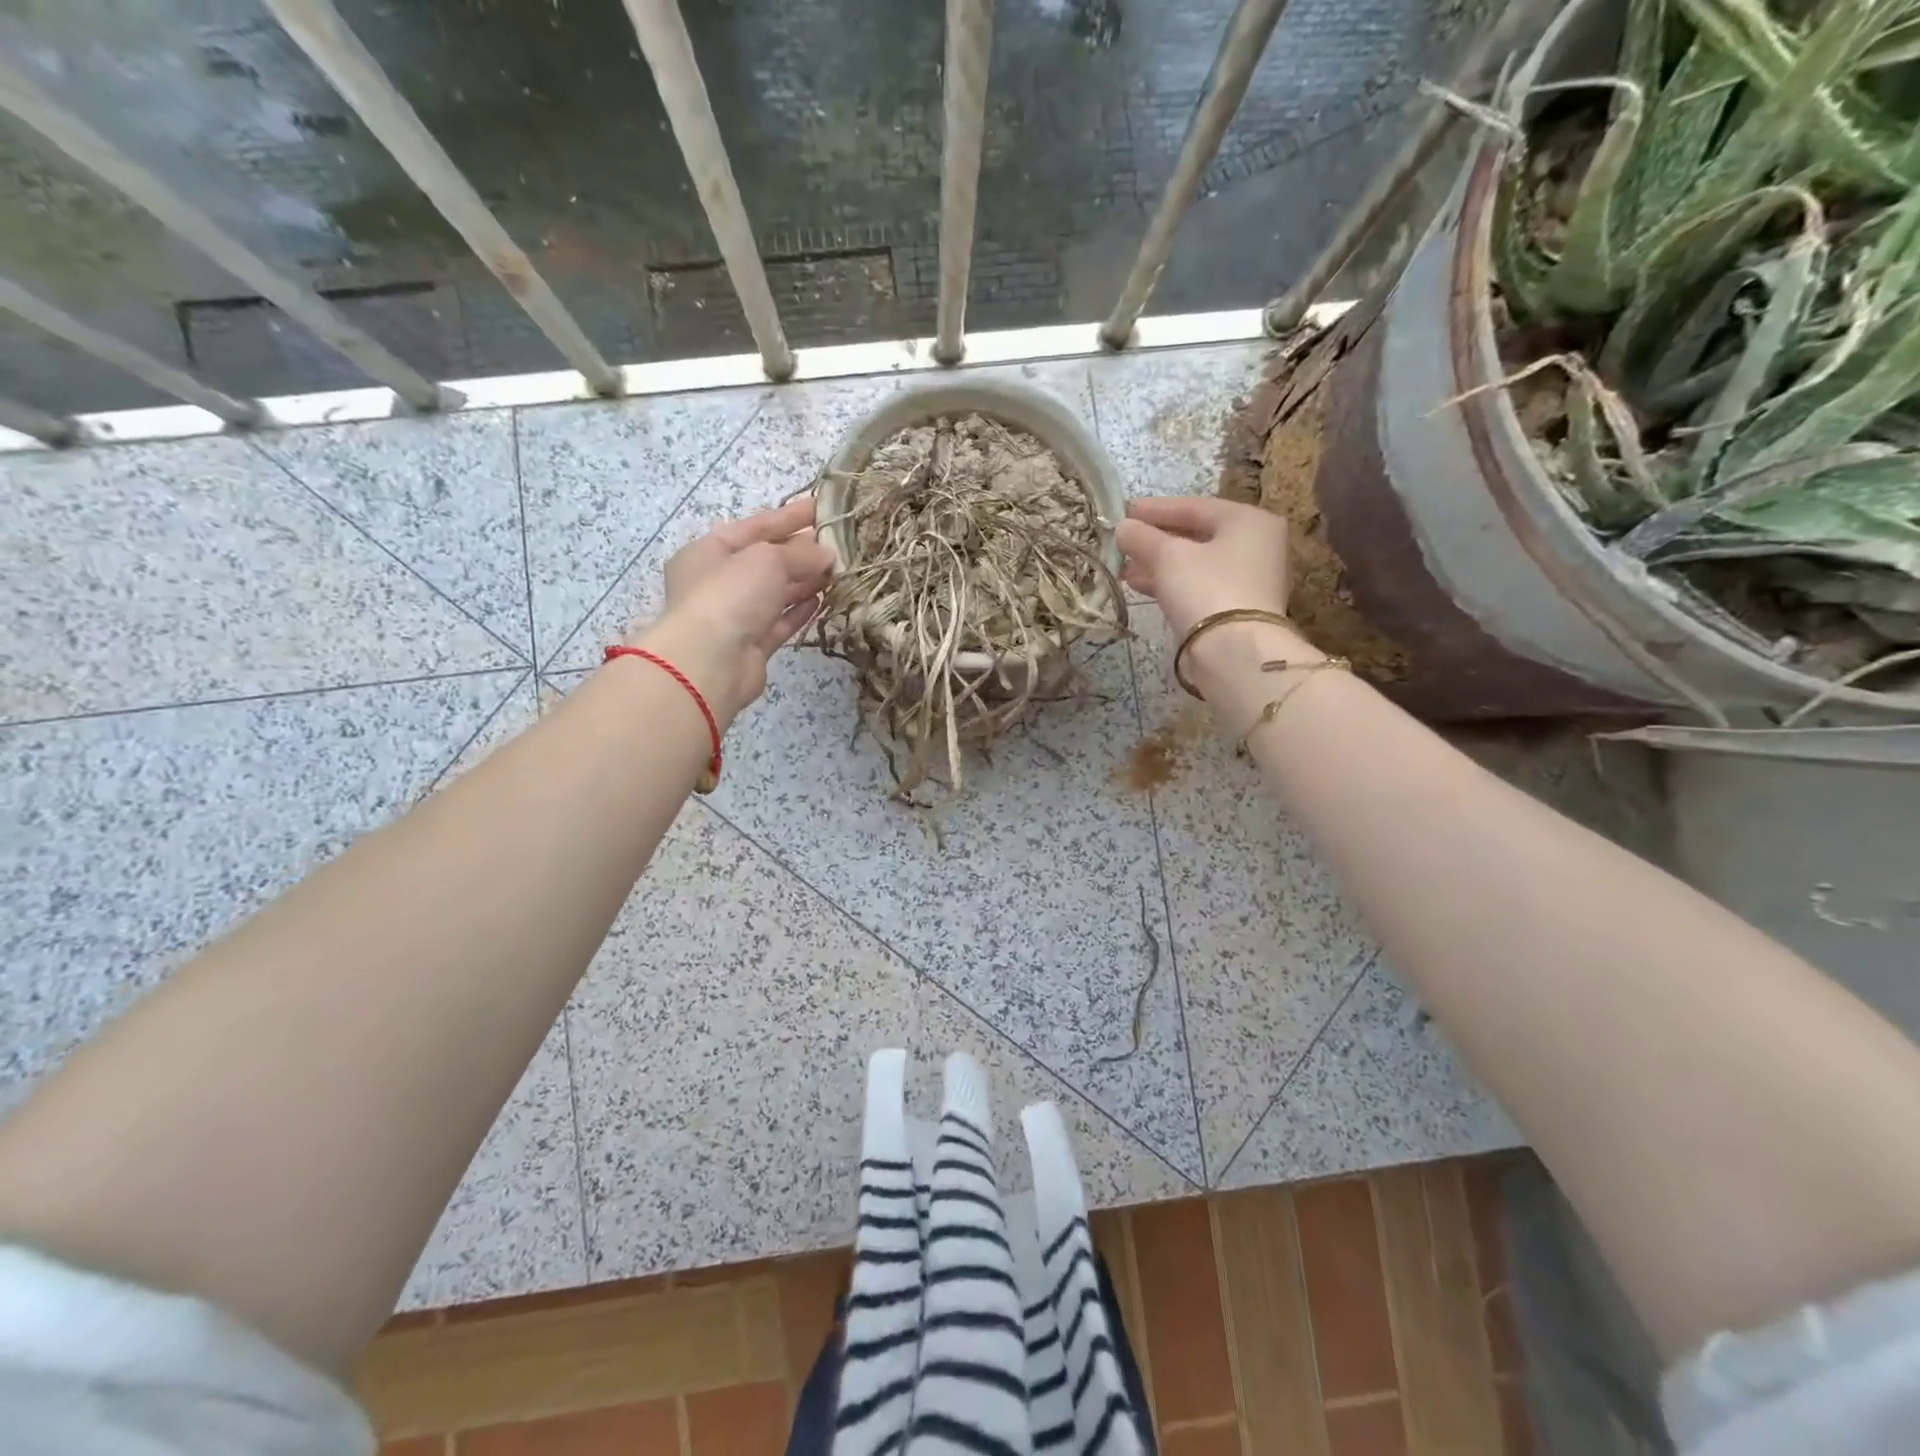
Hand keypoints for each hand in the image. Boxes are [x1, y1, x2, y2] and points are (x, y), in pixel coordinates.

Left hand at [630, 497, 834, 723]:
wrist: (710, 661)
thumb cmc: (730, 595)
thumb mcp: (767, 559)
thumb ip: (800, 553)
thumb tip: (827, 555)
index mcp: (709, 551)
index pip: (755, 527)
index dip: (789, 516)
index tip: (821, 507)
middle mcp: (718, 582)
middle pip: (765, 560)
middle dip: (800, 550)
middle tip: (837, 542)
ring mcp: (735, 616)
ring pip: (775, 593)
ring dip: (804, 581)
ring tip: (837, 570)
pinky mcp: (751, 645)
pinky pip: (779, 622)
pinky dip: (799, 610)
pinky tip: (822, 599)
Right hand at [1116, 495, 1320, 693]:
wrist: (1235, 653)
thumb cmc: (1206, 589)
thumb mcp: (1168, 556)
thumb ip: (1142, 537)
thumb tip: (1123, 527)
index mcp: (1248, 520)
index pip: (1194, 506)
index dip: (1155, 509)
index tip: (1124, 511)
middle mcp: (1255, 545)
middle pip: (1196, 535)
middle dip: (1155, 540)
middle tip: (1123, 540)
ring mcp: (1248, 580)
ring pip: (1194, 563)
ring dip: (1158, 564)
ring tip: (1124, 567)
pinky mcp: (1235, 608)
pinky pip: (1197, 586)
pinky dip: (1170, 583)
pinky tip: (1140, 585)